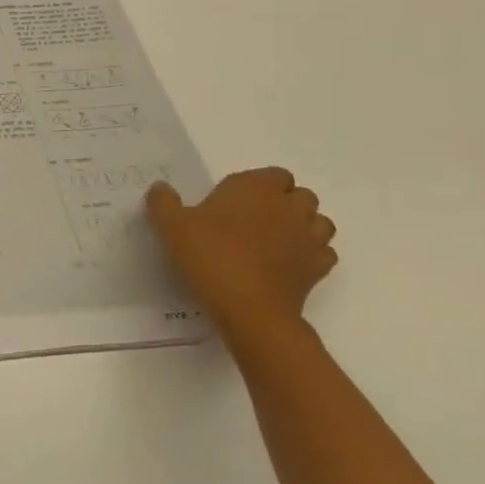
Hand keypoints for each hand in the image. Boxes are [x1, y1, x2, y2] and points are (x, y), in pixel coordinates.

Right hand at [147, 167, 336, 345]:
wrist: (249, 309)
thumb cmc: (211, 256)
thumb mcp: (172, 226)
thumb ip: (163, 202)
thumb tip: (161, 188)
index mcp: (256, 188)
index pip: (274, 174)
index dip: (258, 184)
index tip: (233, 200)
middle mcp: (289, 208)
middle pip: (301, 195)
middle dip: (283, 203)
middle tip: (252, 219)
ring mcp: (309, 239)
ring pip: (319, 222)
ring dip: (303, 226)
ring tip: (274, 239)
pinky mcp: (318, 269)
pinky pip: (323, 253)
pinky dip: (310, 254)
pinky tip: (287, 263)